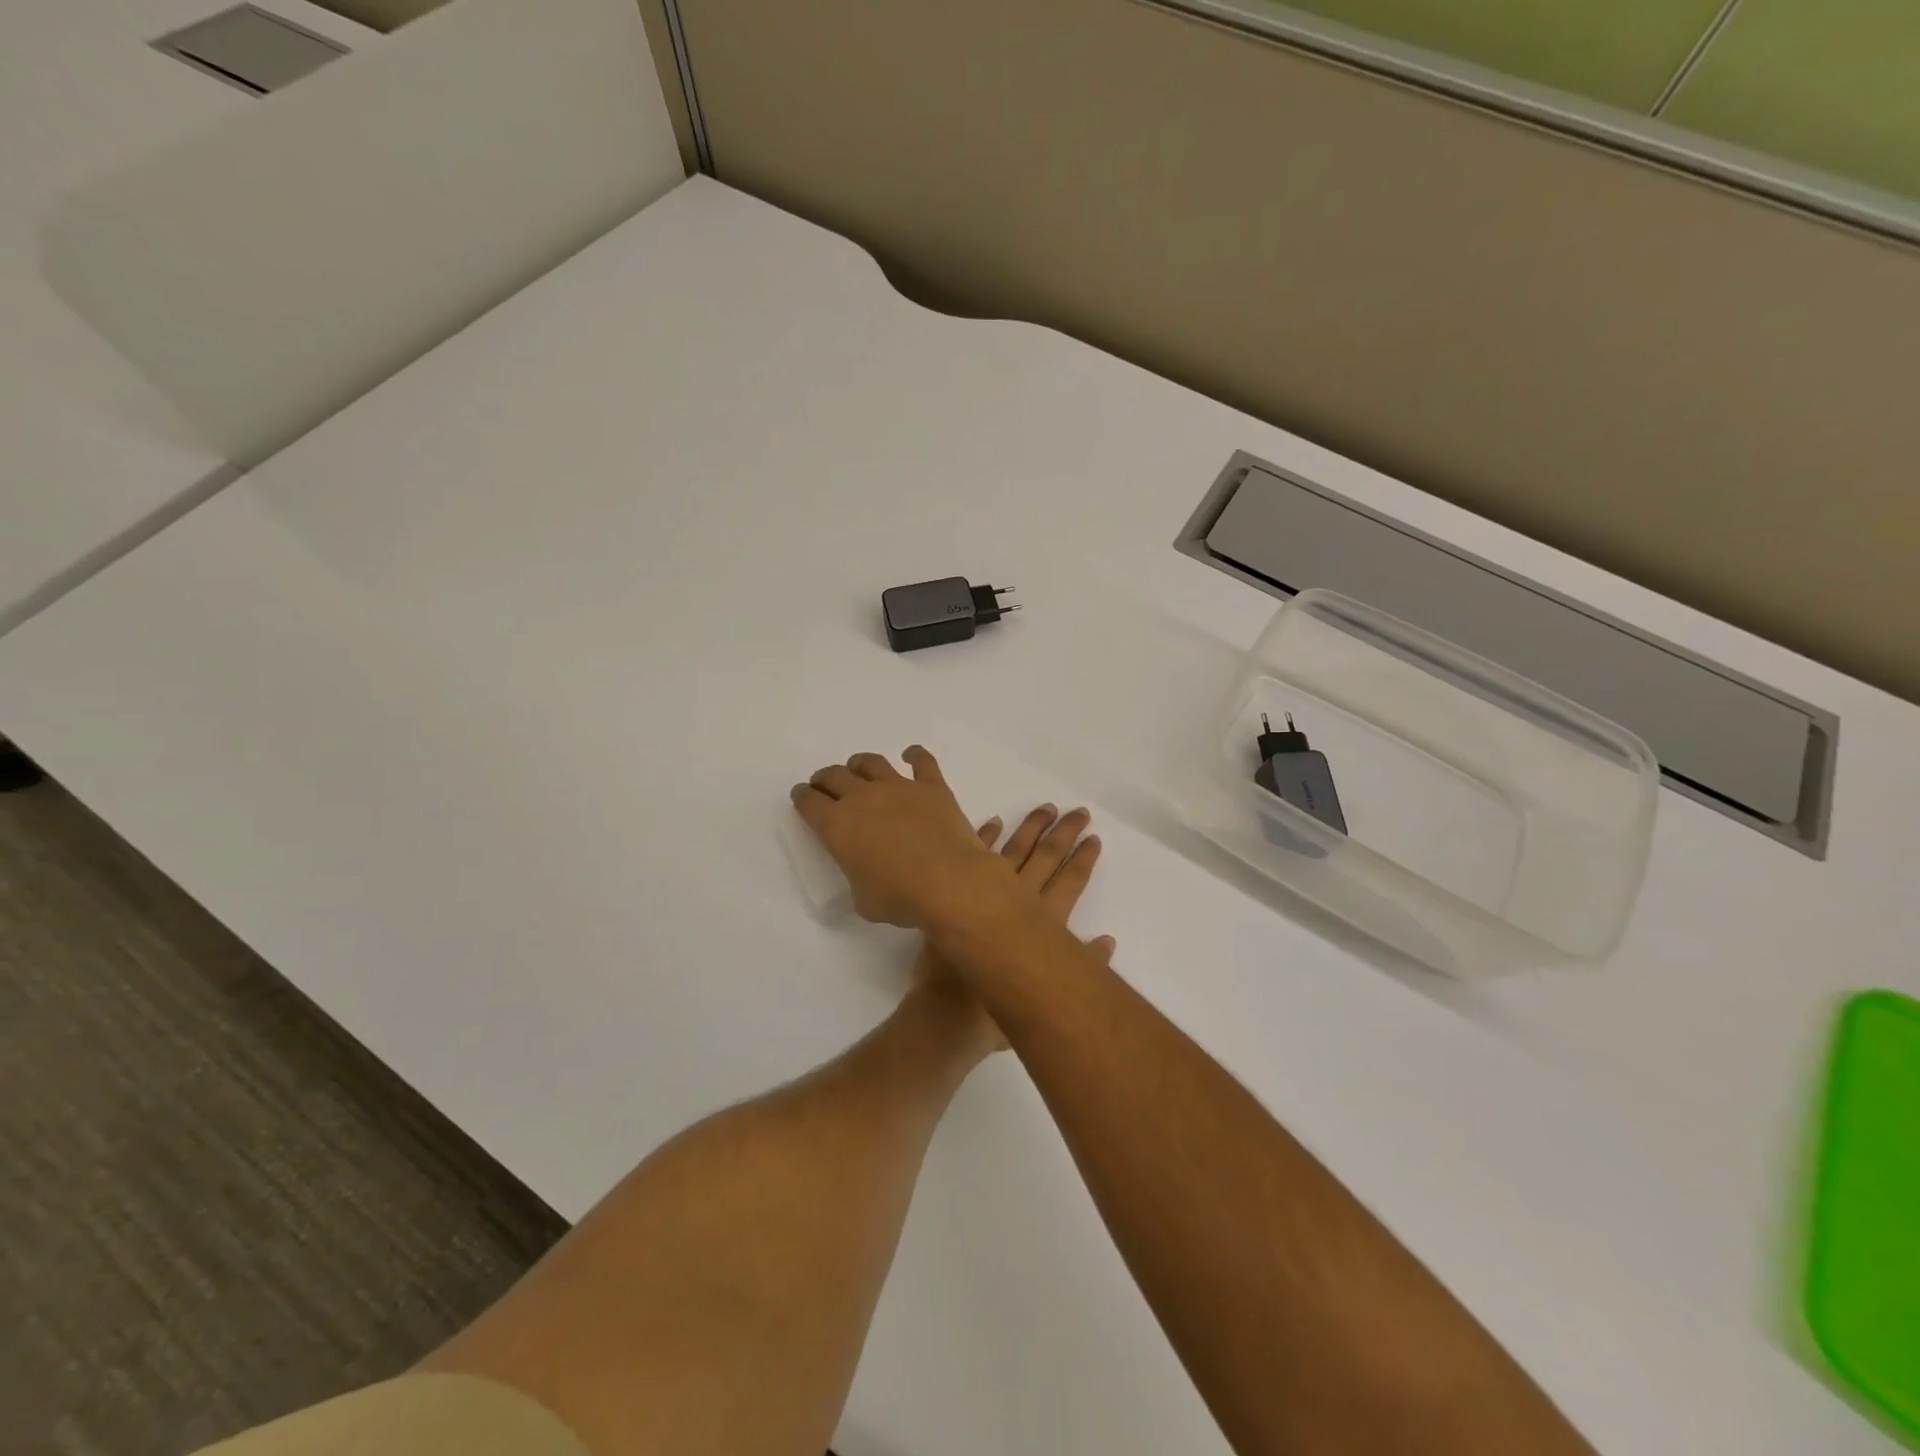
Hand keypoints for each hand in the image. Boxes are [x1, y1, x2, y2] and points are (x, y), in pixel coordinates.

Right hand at [791, 746, 1012, 929]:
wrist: (948, 882)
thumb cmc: (899, 897)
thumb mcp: (863, 899)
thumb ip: (860, 876)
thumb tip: (871, 871)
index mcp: (837, 825)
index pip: (810, 803)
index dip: (803, 797)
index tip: (802, 795)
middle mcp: (863, 797)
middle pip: (836, 776)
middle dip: (826, 779)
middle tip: (824, 784)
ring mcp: (899, 787)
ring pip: (872, 763)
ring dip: (860, 764)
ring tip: (858, 767)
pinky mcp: (932, 787)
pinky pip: (922, 762)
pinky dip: (915, 755)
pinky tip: (911, 755)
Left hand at [913, 804, 1113, 1054]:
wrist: (946, 1015)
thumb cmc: (999, 1014)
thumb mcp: (1048, 997)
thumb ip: (1082, 966)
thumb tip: (1107, 941)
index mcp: (1044, 924)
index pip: (1071, 882)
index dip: (1084, 859)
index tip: (1094, 837)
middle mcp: (1018, 901)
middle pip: (1047, 858)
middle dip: (1064, 834)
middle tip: (1079, 811)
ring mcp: (984, 893)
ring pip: (1014, 850)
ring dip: (1031, 828)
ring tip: (1046, 808)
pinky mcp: (953, 895)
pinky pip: (973, 855)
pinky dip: (985, 837)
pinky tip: (995, 821)